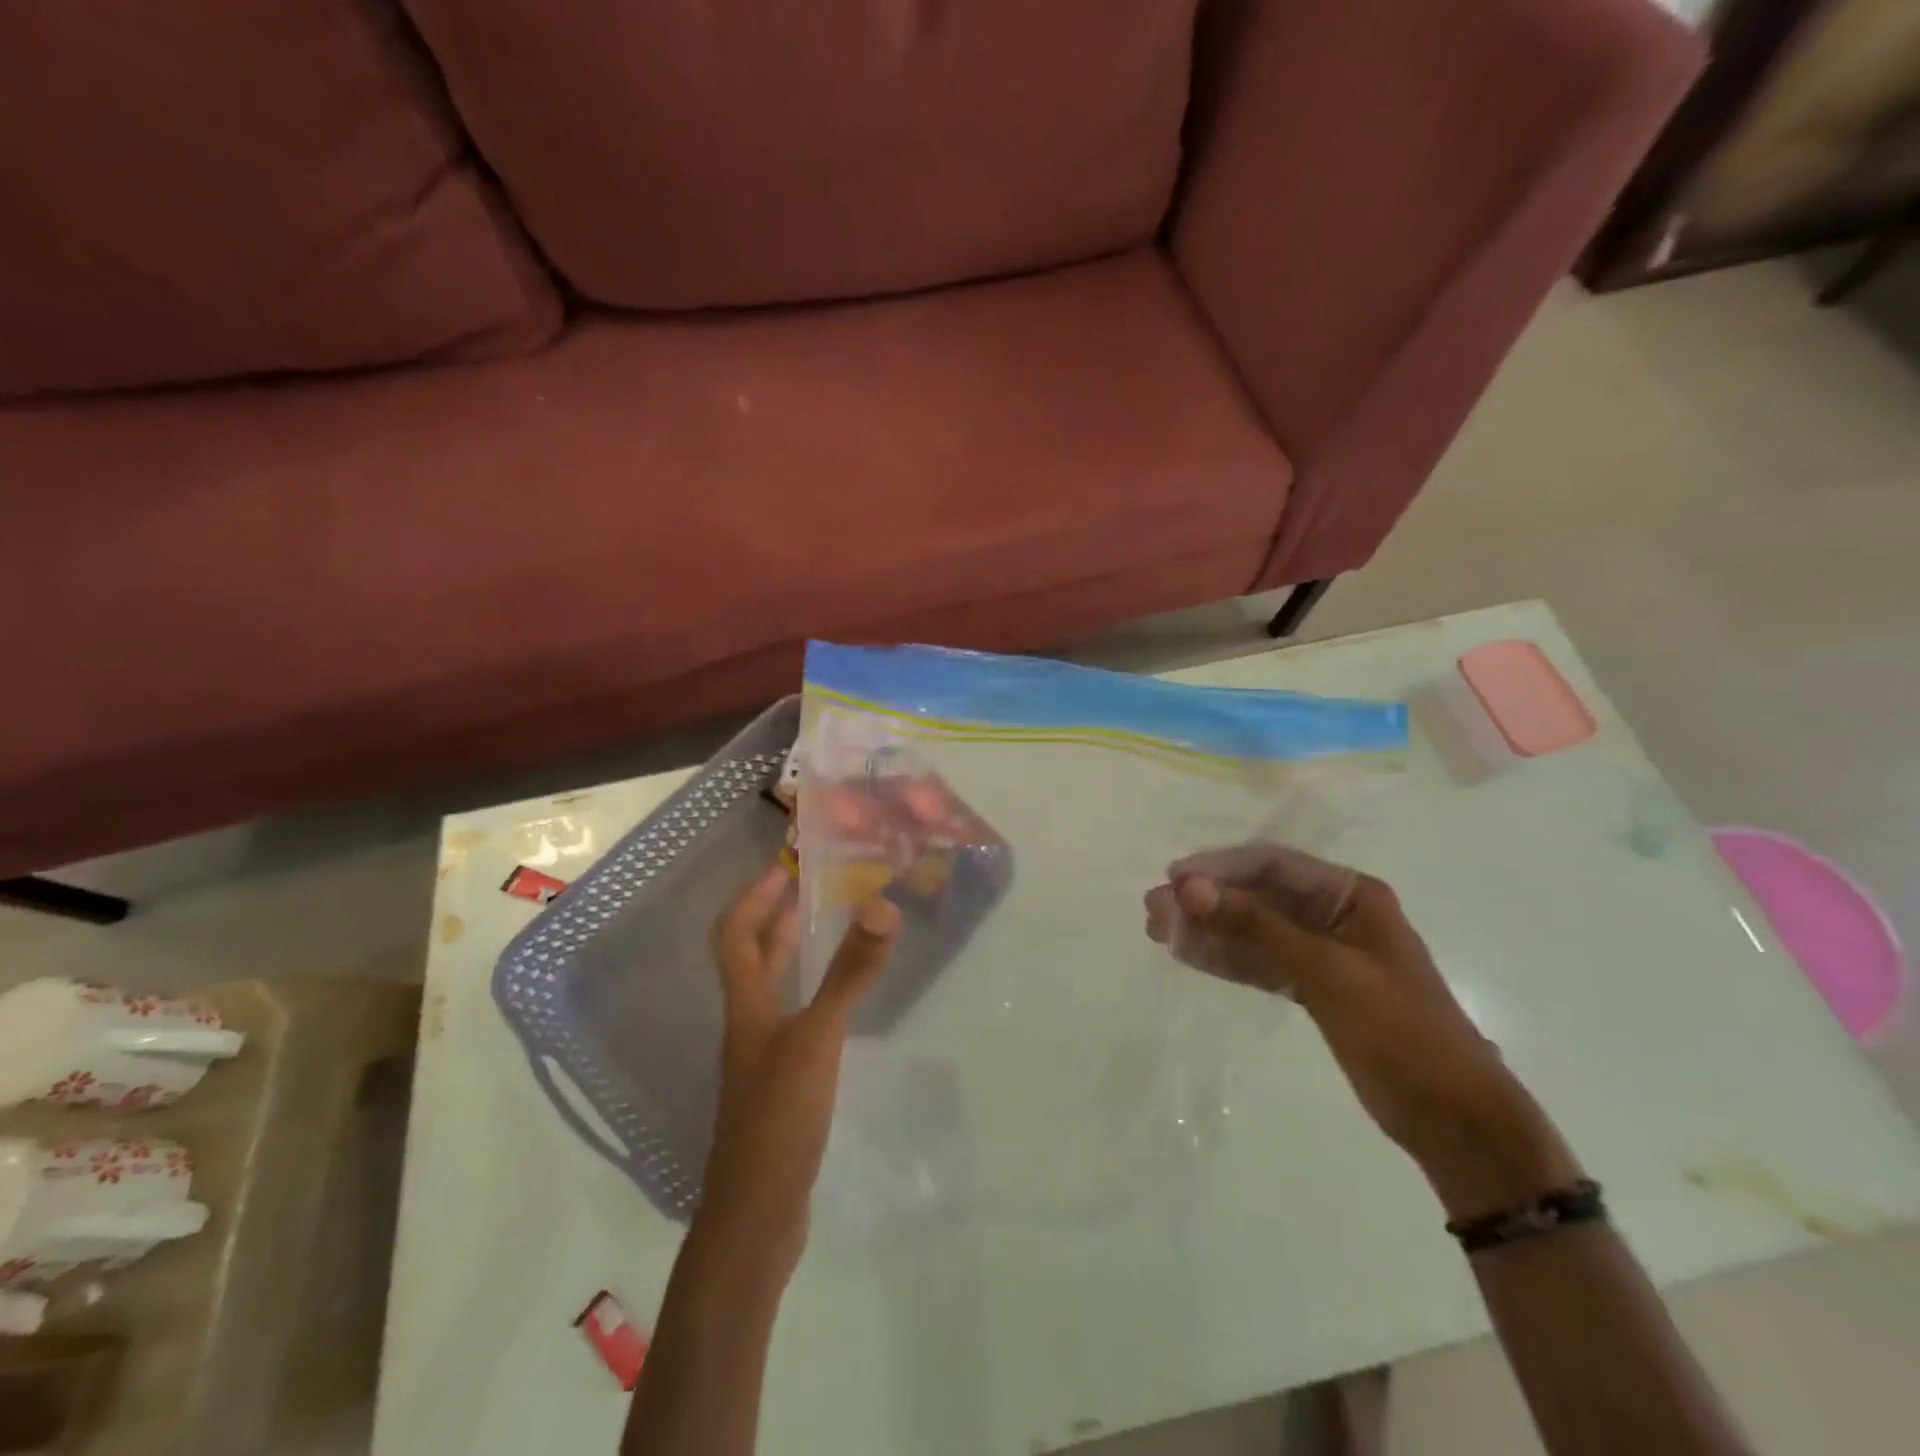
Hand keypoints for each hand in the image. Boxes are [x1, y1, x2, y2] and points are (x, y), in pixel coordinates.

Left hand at [700, 863, 901, 1276]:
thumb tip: (881, 906)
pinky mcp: (779, 1088)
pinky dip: (809, 997)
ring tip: (823, 932)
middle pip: (751, 960)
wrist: (755, 1220)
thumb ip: (850, 975)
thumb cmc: (778, 1121)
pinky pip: (791, 1022)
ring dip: (790, 956)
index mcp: (746, 1007)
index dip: (753, 897)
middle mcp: (748, 1026)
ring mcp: (761, 1060)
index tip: (783, 865)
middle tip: (807, 888)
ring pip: (771, 991)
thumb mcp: (818, 1041)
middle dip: (774, 918)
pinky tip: (837, 1008)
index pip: (734, 935)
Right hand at [1146, 844, 1580, 1219]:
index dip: (1219, 869)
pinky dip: (1225, 959)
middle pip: (1257, 897)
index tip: (1172, 880)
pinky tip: (1188, 955)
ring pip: (1252, 931)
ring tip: (1157, 932)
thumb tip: (1188, 888)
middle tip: (1153, 911)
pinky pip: (1259, 963)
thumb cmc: (1401, 1033)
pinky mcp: (1313, 988)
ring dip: (1208, 930)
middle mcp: (1333, 915)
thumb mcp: (1327, 973)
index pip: (1272, 867)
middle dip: (1205, 901)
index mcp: (1351, 896)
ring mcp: (1322, 953)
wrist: (1455, 1121)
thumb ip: (1255, 928)